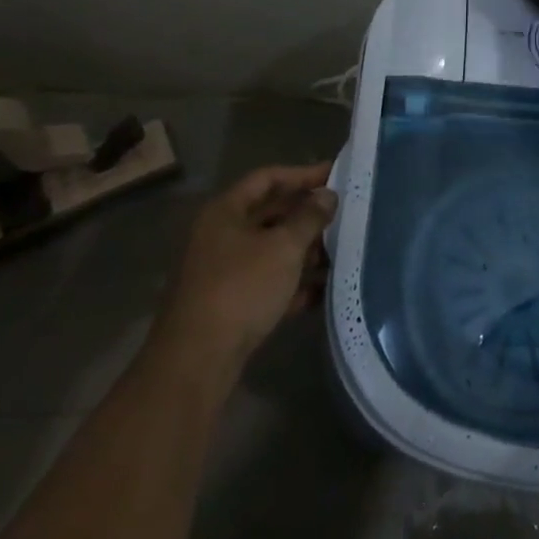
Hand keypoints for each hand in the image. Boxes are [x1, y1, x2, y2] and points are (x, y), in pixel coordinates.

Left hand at [161, 162, 335, 362]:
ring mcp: (222, 273)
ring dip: (304, 251)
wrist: (196, 363)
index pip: (267, 178)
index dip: (302, 174)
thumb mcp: (283, 247)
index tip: (334, 175)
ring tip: (340, 254)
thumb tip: (327, 195)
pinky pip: (267, 283)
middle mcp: (220, 236)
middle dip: (306, 215)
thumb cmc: (241, 289)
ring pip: (270, 250)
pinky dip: (293, 284)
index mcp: (225, 212)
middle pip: (270, 214)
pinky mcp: (229, 306)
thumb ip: (309, 217)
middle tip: (343, 214)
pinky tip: (323, 291)